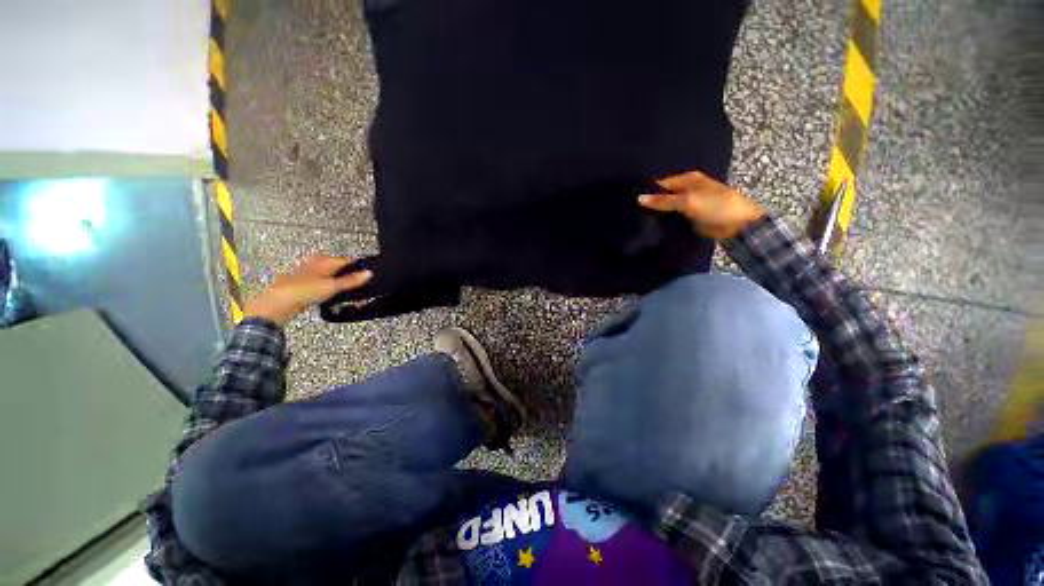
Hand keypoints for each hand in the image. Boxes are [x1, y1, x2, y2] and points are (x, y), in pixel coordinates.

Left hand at [243, 255, 372, 325]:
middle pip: (339, 267)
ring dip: (340, 283)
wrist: (278, 303)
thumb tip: (369, 273)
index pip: (349, 261)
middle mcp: (316, 263)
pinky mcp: (304, 284)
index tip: (369, 277)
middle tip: (360, 286)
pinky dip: (330, 288)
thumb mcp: (333, 286)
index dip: (360, 268)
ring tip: (348, 292)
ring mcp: (309, 273)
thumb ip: (352, 280)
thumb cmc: (304, 291)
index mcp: (325, 260)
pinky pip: (323, 283)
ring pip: (331, 275)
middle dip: (350, 276)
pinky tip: (332, 296)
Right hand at [638, 171, 765, 238]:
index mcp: (688, 179)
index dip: (647, 192)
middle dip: (651, 203)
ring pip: (667, 208)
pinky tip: (651, 227)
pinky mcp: (689, 217)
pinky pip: (672, 218)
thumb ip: (662, 201)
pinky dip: (664, 221)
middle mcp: (687, 189)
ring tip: (637, 220)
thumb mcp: (687, 201)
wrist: (737, 225)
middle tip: (632, 213)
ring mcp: (688, 204)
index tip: (630, 201)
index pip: (661, 184)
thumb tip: (638, 198)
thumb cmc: (715, 206)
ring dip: (657, 214)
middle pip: (663, 196)